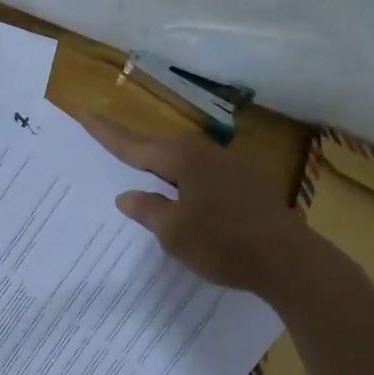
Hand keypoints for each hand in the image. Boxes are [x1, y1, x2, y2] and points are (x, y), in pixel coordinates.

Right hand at [79, 114, 302, 293]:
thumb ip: (148, 210)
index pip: (135, 145)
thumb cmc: (223, 242)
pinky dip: (183, 183)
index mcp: (184, 160)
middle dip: (134, 149)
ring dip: (160, 168)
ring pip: (184, 163)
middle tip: (108, 143)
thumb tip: (128, 195)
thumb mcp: (174, 231)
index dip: (107, 133)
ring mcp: (231, 169)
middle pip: (160, 149)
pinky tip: (181, 196)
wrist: (289, 260)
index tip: (84, 114)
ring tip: (140, 173)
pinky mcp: (247, 187)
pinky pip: (202, 177)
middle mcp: (207, 155)